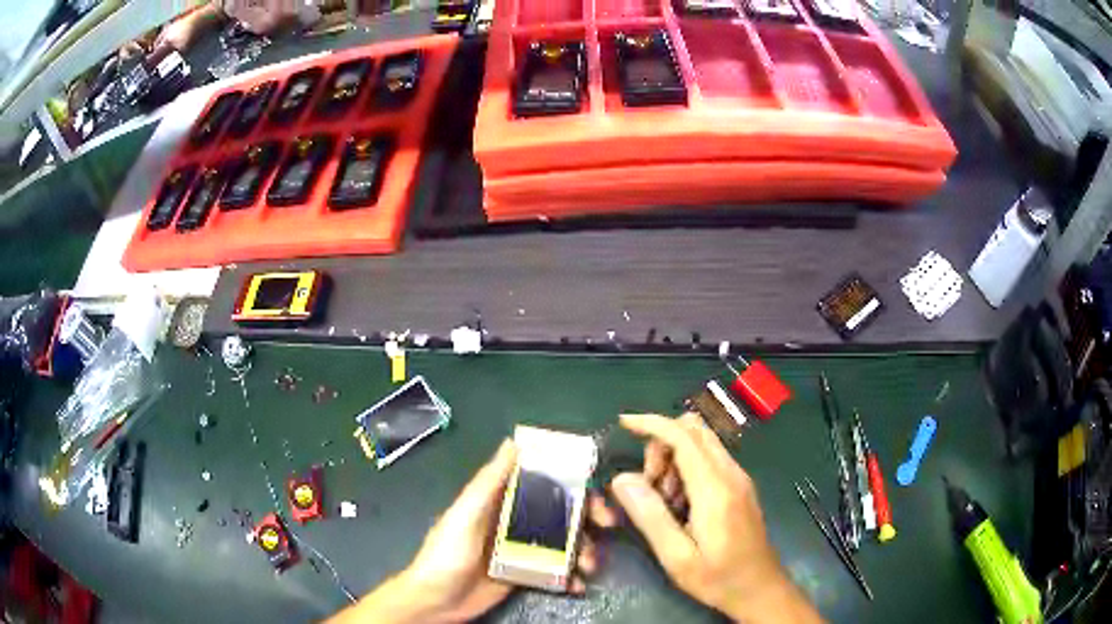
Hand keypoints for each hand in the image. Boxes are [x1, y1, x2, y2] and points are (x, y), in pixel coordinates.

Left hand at [333, 440, 617, 623]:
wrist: (434, 602)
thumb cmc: (445, 555)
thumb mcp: (465, 515)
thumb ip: (488, 482)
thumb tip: (513, 442)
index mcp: (500, 501)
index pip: (542, 483)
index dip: (571, 481)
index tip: (594, 487)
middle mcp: (514, 522)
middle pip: (560, 512)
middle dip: (587, 517)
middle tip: (606, 527)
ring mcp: (521, 550)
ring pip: (564, 542)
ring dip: (584, 550)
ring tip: (589, 566)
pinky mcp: (525, 575)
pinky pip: (556, 571)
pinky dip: (571, 576)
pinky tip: (577, 585)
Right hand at [610, 413, 822, 622]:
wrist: (759, 588)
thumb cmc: (718, 578)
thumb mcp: (676, 556)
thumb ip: (650, 516)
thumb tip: (622, 479)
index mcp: (715, 489)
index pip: (683, 436)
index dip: (652, 423)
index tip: (624, 424)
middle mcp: (731, 474)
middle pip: (694, 430)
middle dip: (662, 445)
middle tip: (649, 486)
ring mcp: (739, 478)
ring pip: (702, 443)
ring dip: (674, 459)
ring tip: (664, 502)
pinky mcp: (740, 487)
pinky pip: (709, 460)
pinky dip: (687, 469)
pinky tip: (681, 505)